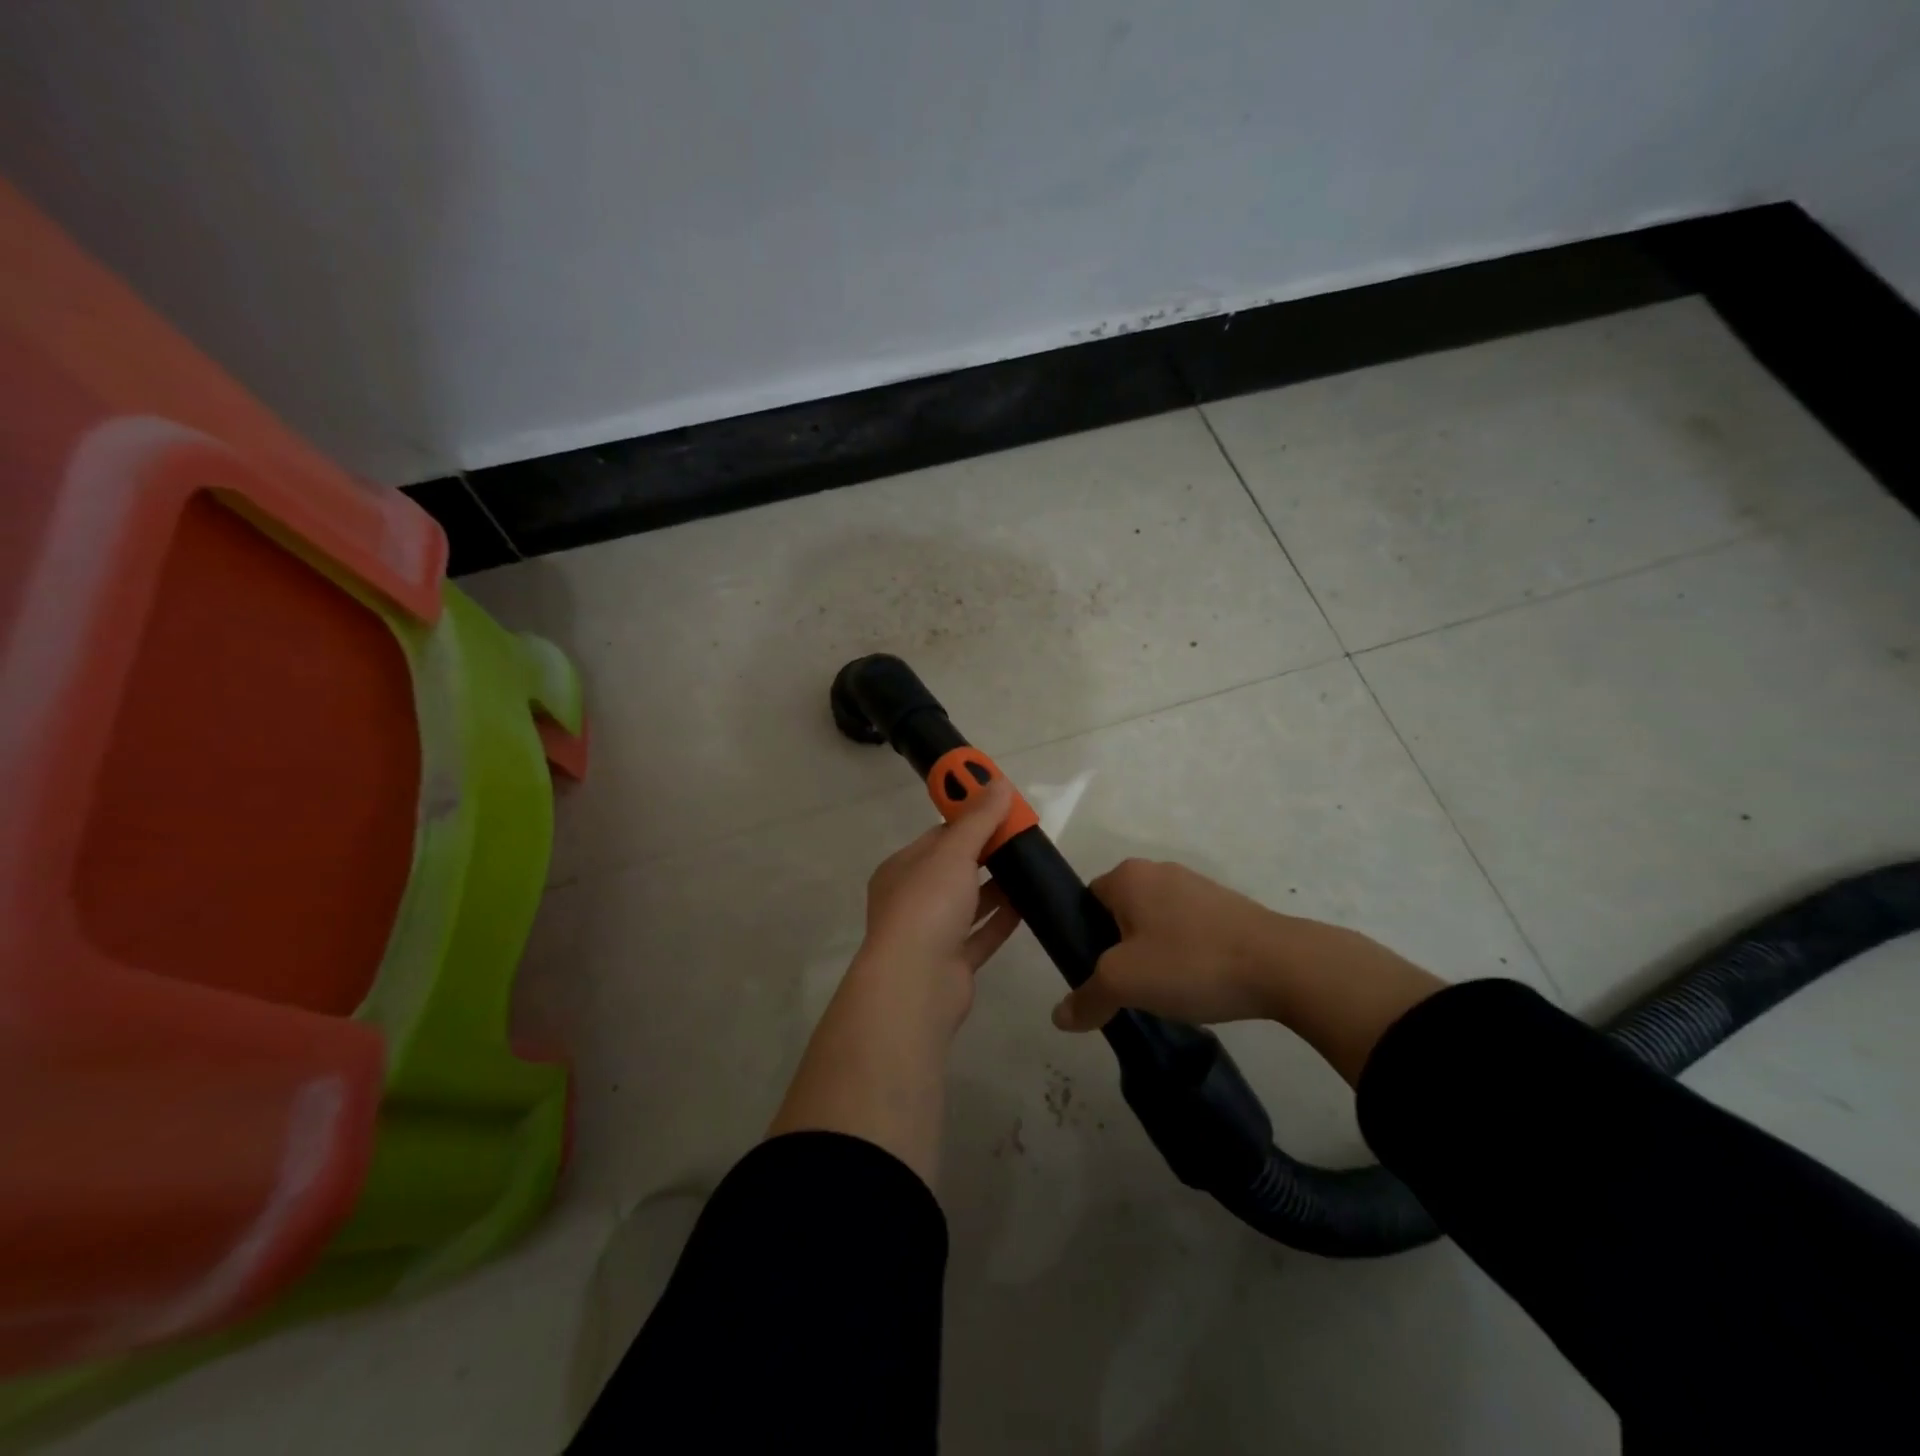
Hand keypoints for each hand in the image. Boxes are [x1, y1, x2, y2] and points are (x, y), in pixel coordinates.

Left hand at [849, 775, 1022, 1047]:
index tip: (1004, 811)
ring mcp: (931, 934)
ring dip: (996, 888)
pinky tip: (1029, 906)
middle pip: (954, 869)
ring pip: (968, 904)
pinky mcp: (952, 964)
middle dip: (987, 854)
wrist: (915, 984)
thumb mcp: (953, 852)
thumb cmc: (927, 905)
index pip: (939, 836)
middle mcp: (912, 899)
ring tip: (1032, 869)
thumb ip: (978, 819)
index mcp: (902, 869)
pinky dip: (1001, 920)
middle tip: (1024, 839)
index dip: (971, 821)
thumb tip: (998, 782)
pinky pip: (980, 935)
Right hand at [1050, 858, 1287, 1032]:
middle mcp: (1160, 871)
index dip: (1085, 938)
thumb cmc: (1190, 962)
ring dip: (1155, 956)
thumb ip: (1087, 998)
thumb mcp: (1125, 983)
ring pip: (1156, 924)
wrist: (1282, 966)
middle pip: (1121, 913)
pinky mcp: (1228, 907)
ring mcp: (1198, 887)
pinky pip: (1189, 931)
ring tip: (1166, 993)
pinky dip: (1186, 956)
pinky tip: (1198, 986)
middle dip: (1121, 950)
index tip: (1098, 974)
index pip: (1087, 901)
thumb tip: (1059, 1017)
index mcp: (1129, 876)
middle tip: (1129, 989)